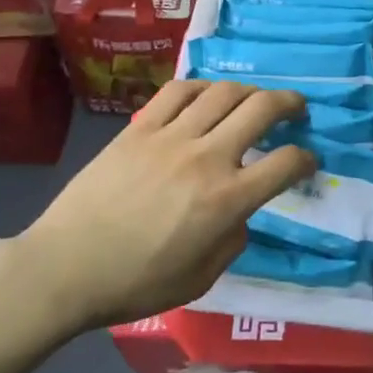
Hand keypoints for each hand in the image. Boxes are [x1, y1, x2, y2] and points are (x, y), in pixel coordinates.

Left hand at [20, 81, 315, 331]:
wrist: (65, 267)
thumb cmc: (135, 284)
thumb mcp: (200, 280)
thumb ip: (232, 241)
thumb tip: (238, 214)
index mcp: (226, 200)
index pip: (286, 163)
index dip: (306, 158)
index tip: (307, 160)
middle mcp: (207, 158)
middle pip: (262, 108)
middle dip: (290, 103)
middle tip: (296, 108)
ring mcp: (172, 136)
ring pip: (224, 91)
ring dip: (250, 91)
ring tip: (253, 99)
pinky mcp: (140, 127)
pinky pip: (179, 91)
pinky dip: (201, 88)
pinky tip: (206, 97)